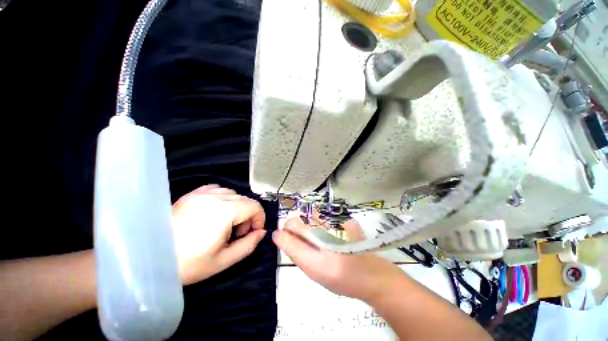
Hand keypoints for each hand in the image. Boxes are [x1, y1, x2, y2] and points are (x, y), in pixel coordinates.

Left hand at [172, 185, 266, 284]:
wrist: (148, 260)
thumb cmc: (187, 264)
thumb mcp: (223, 260)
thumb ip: (248, 244)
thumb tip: (261, 232)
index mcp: (224, 211)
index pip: (255, 206)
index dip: (259, 219)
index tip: (253, 233)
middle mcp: (215, 197)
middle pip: (245, 199)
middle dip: (248, 215)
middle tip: (237, 233)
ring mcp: (201, 193)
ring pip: (233, 193)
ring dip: (237, 206)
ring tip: (226, 223)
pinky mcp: (192, 194)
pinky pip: (217, 189)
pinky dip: (223, 198)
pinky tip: (216, 212)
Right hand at [273, 217, 402, 301]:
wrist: (371, 275)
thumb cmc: (341, 278)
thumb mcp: (313, 271)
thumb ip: (295, 251)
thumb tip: (279, 234)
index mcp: (318, 247)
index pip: (292, 226)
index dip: (285, 232)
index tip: (286, 239)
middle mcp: (327, 229)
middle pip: (299, 219)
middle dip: (295, 229)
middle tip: (305, 243)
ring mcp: (338, 222)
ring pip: (310, 216)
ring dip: (309, 226)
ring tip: (319, 240)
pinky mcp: (346, 220)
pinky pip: (324, 217)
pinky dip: (321, 225)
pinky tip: (331, 237)